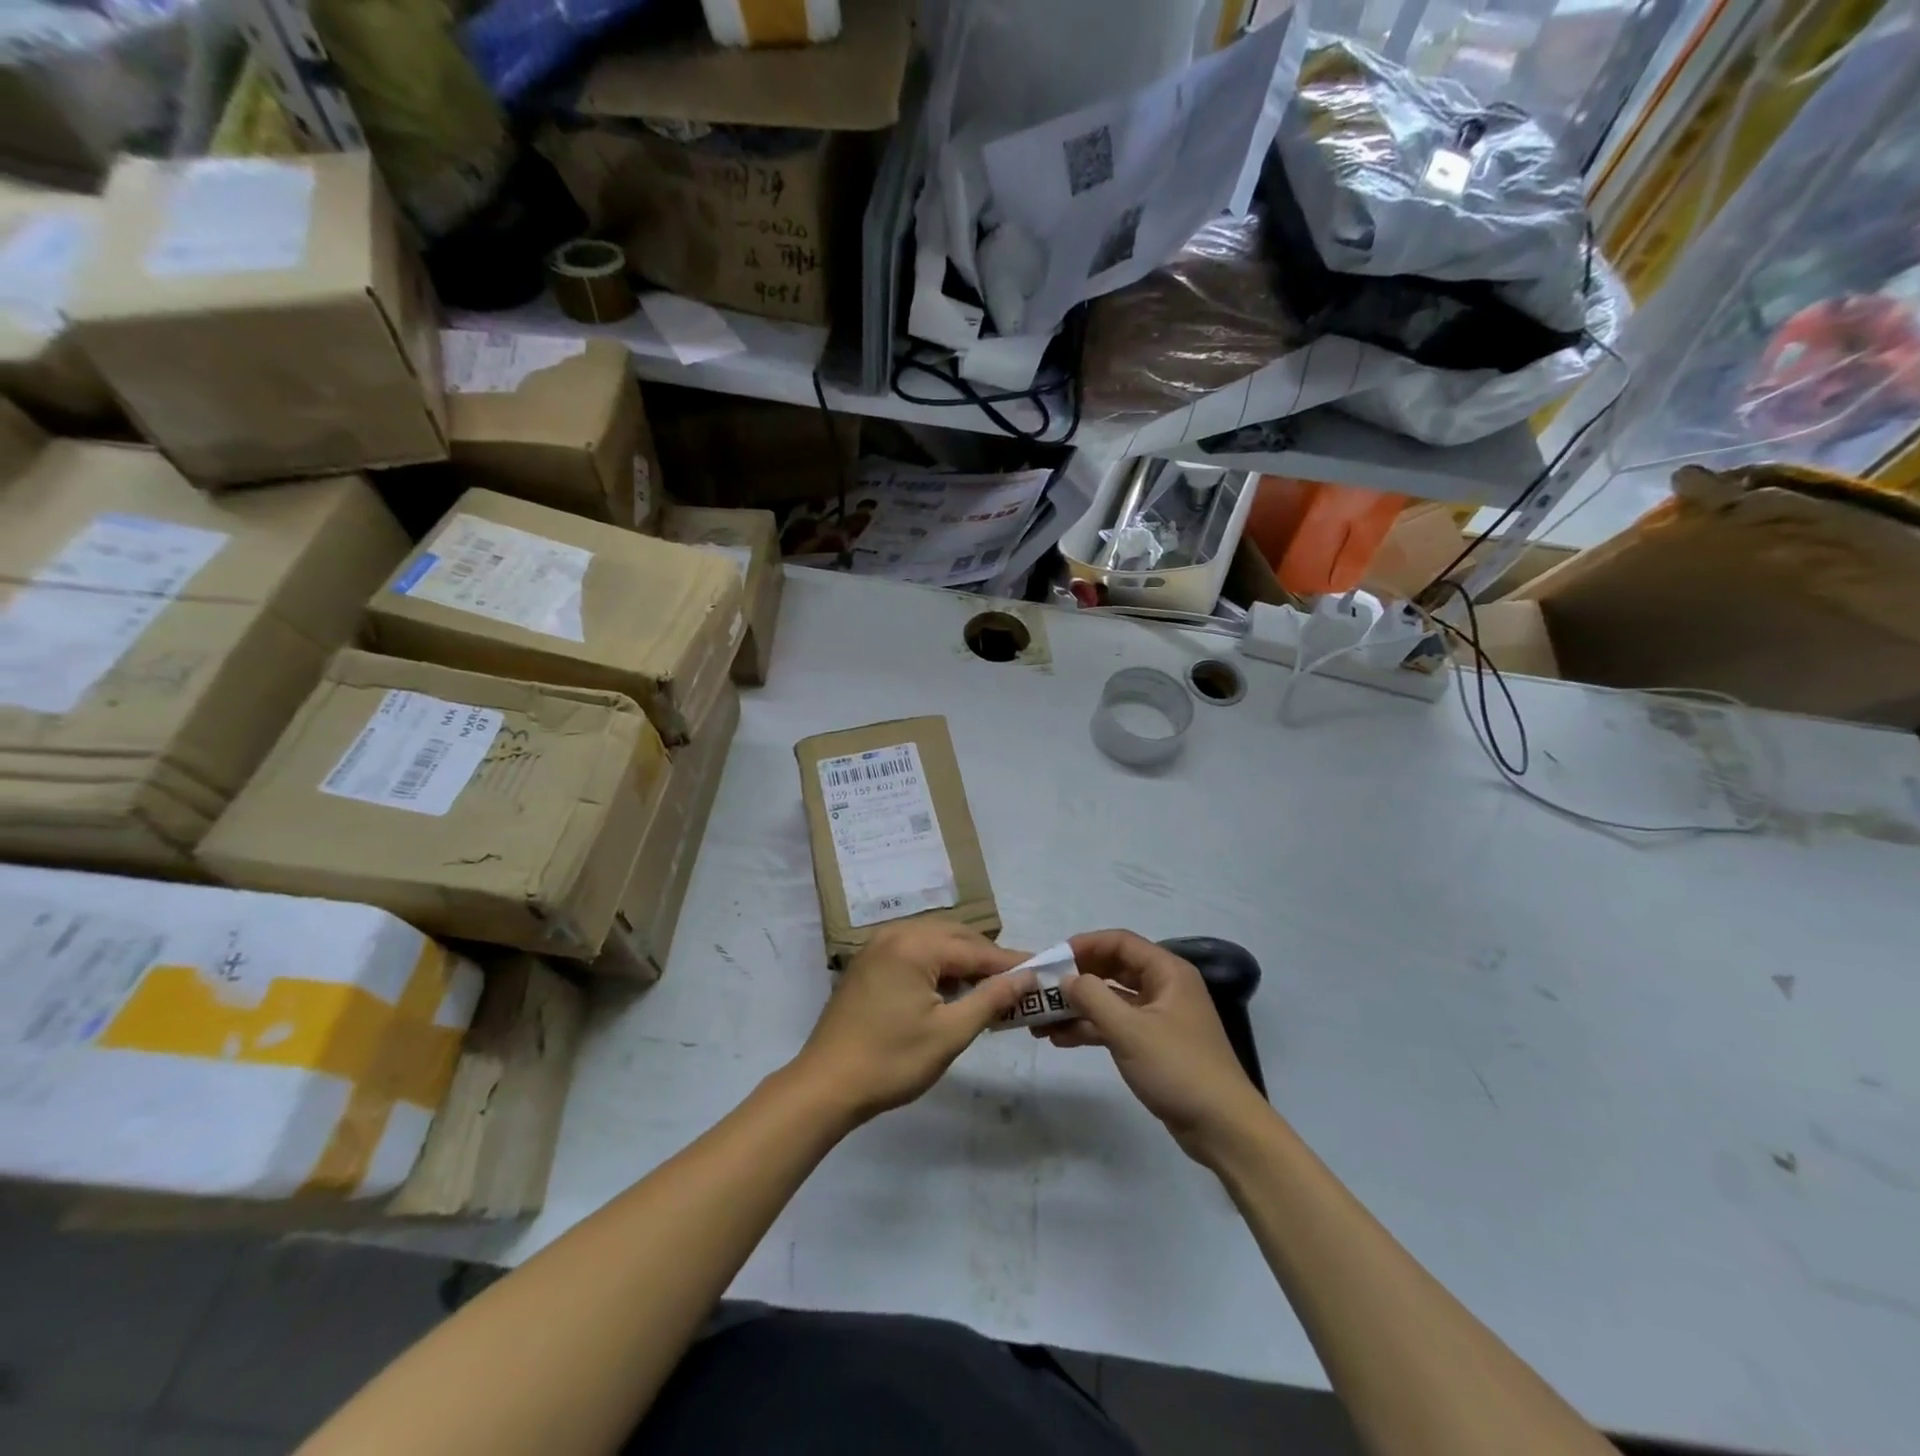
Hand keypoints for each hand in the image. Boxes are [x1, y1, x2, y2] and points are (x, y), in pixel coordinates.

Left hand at [791, 921, 1033, 1125]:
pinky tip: (951, 989)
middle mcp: (895, 934)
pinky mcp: (868, 963)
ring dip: (963, 960)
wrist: (825, 1086)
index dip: (1010, 963)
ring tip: (989, 988)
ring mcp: (877, 947)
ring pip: (935, 941)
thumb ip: (991, 999)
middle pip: (955, 937)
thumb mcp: (950, 1034)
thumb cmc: (891, 1061)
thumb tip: (1027, 977)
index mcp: (915, 946)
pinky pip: (914, 951)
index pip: (975, 949)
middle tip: (1018, 983)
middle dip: (987, 958)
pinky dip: (938, 965)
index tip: (1041, 972)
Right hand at [1039, 930, 1269, 1161]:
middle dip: (1077, 978)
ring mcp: (1159, 1017)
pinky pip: (1117, 1024)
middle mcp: (1164, 987)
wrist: (1223, 1128)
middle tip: (1042, 989)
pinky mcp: (1154, 1044)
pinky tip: (1061, 1039)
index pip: (1120, 942)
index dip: (1084, 945)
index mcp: (1167, 972)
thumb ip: (1092, 997)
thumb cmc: (1178, 1068)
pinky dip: (1091, 1028)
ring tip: (1042, 1020)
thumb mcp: (1129, 1030)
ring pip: (1112, 999)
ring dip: (1079, 1007)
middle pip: (1113, 969)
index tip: (1051, 959)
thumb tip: (1065, 978)